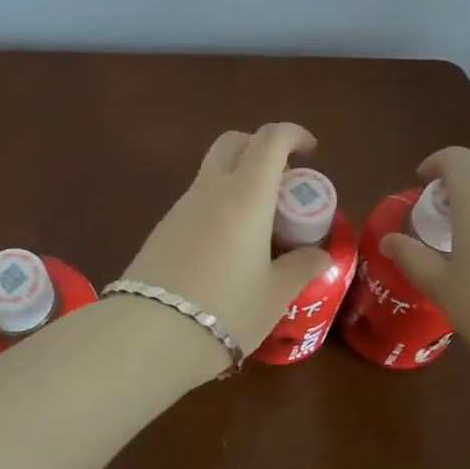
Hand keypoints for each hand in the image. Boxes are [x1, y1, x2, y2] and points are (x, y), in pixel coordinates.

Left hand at [122, 123, 335, 354]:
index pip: (270, 139)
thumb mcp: (274, 294)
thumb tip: (321, 255)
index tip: (311, 151)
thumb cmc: (226, 310)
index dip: (294, 134)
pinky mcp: (162, 229)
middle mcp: (210, 189)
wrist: (149, 334)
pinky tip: (228, 248)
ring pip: (212, 172)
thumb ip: (301, 268)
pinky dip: (219, 206)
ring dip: (238, 180)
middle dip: (260, 148)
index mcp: (245, 194)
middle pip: (233, 143)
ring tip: (260, 226)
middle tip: (282, 183)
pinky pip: (196, 201)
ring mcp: (180, 207)